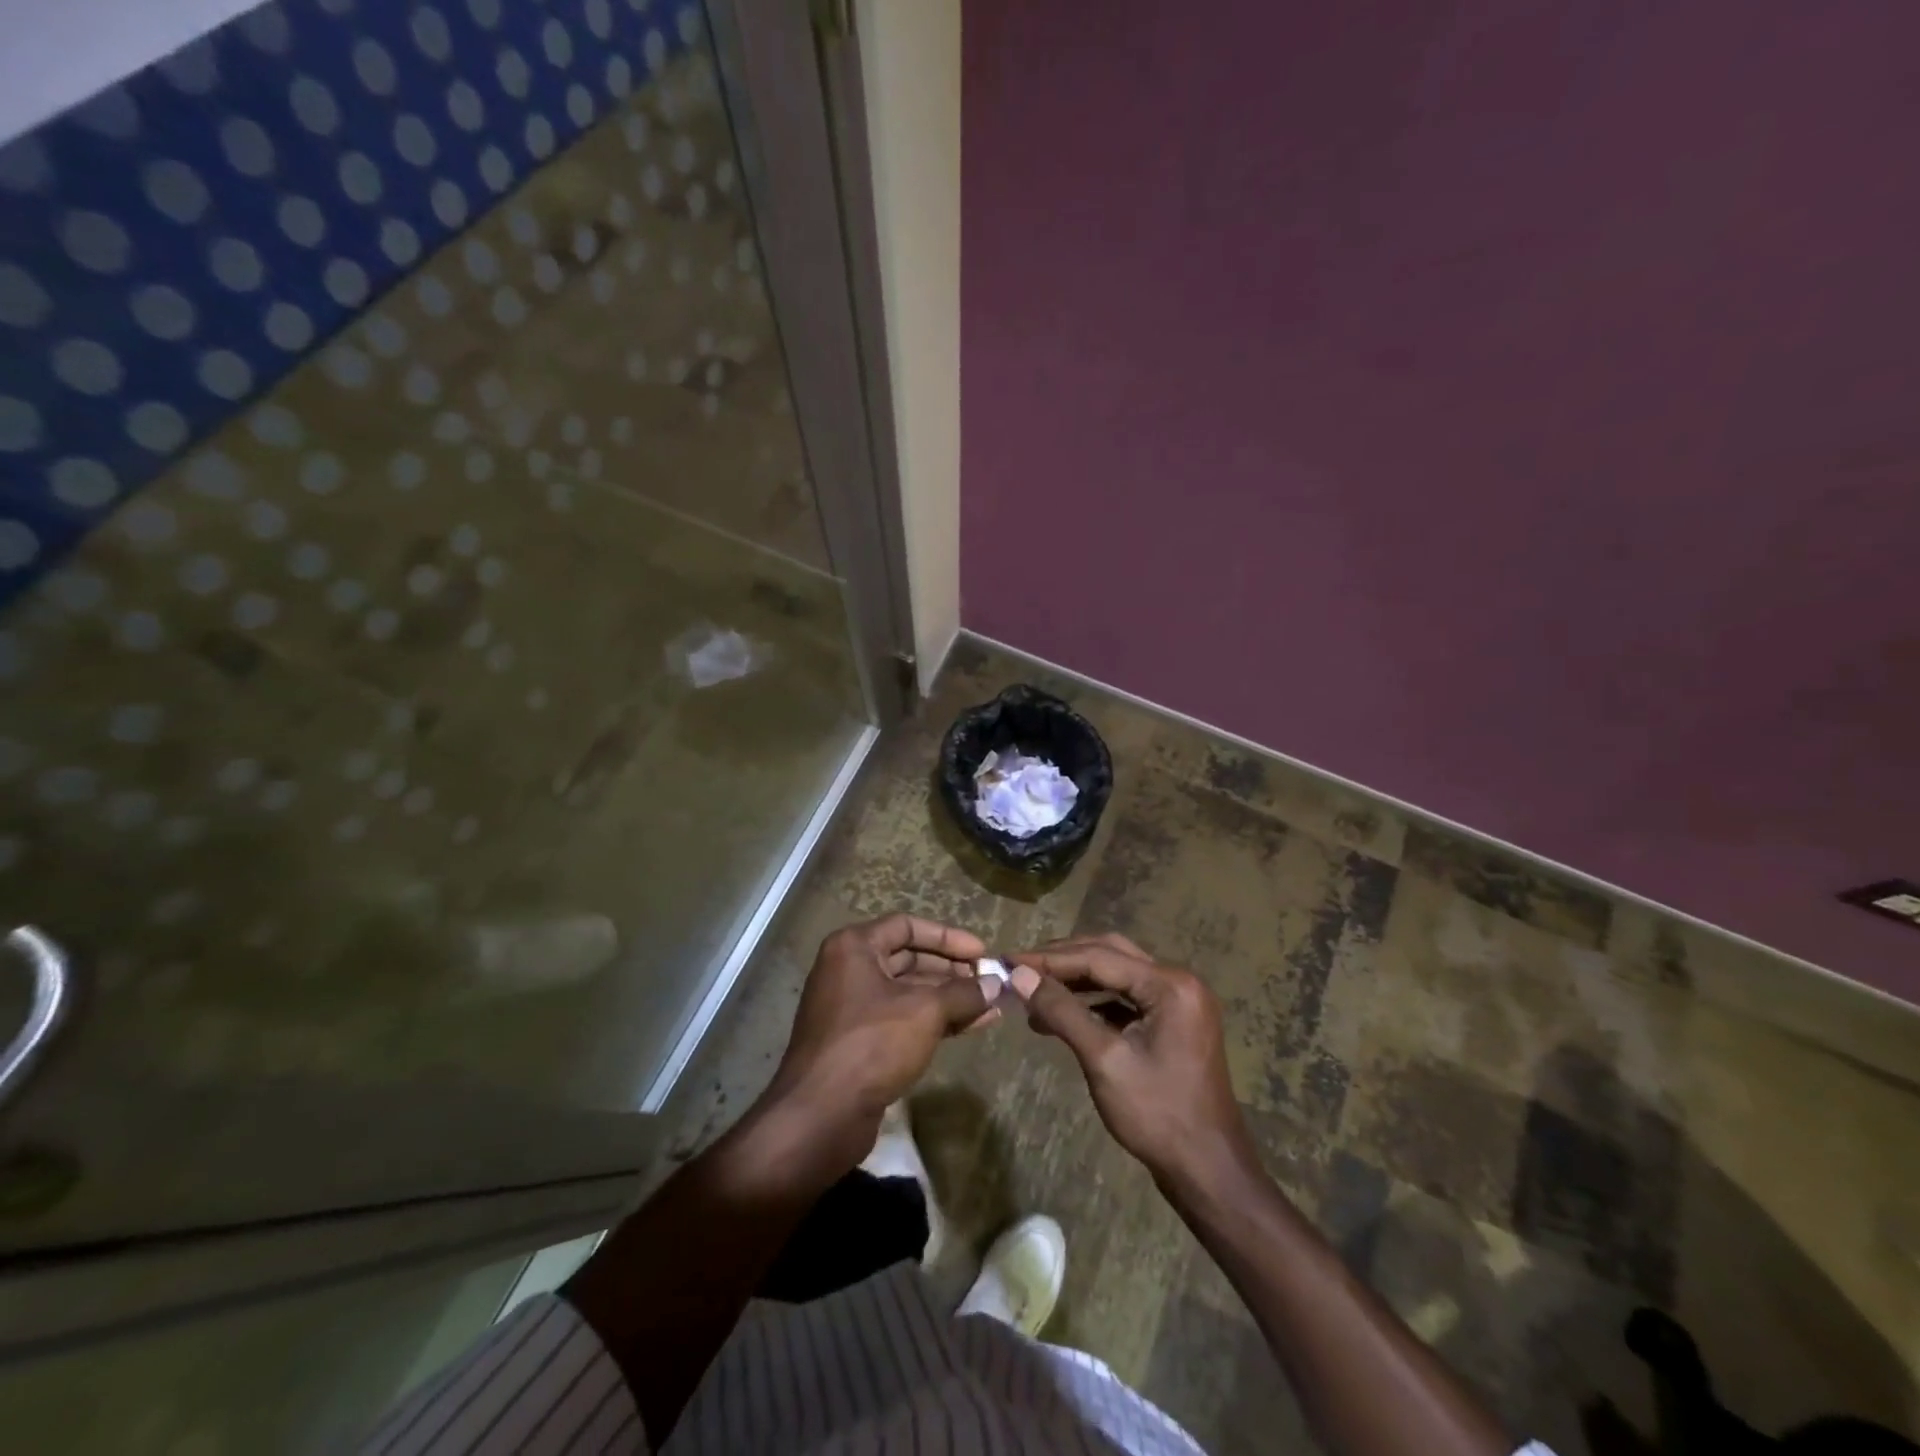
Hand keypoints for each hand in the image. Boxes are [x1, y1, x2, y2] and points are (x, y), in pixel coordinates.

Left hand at [765, 914, 998, 1158]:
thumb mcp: (925, 1012)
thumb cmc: (871, 1044)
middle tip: (988, 982)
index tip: (981, 952)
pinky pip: (903, 1020)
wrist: (820, 1116)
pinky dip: (935, 1021)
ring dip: (949, 999)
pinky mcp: (859, 1042)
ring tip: (990, 1007)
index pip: (907, 926)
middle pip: (909, 959)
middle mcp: (849, 970)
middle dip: (952, 971)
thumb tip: (995, 984)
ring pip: (909, 993)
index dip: (947, 937)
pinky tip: (971, 1027)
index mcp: (854, 947)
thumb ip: (962, 993)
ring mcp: (852, 1008)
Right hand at [1009, 933, 1253, 1189]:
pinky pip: (1127, 997)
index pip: (1099, 956)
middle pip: (1109, 954)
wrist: (1208, 1171)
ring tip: (1033, 992)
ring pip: (1117, 974)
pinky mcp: (1173, 1021)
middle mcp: (1178, 981)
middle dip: (1062, 961)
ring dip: (1076, 980)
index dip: (1050, 959)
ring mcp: (1178, 1001)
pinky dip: (1094, 1001)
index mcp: (1169, 984)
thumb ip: (1062, 1011)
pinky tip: (1062, 1014)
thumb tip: (1019, 976)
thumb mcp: (1104, 1060)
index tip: (1009, 962)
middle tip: (1020, 969)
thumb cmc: (1158, 1116)